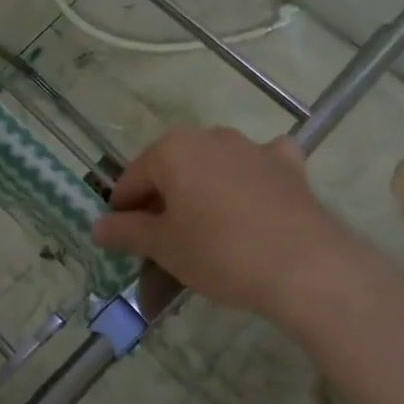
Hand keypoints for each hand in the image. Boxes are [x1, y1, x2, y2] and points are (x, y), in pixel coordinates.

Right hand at [90, 126, 381, 325]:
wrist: (305, 266)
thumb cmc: (220, 253)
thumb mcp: (164, 247)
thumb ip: (127, 232)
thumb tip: (97, 227)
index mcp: (171, 151)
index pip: (132, 180)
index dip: (122, 210)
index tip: (122, 239)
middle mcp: (208, 137)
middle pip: (172, 169)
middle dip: (163, 201)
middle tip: (163, 241)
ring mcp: (250, 146)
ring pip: (212, 165)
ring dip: (202, 190)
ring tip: (206, 230)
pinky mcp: (286, 164)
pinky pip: (259, 163)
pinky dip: (251, 176)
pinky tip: (255, 197)